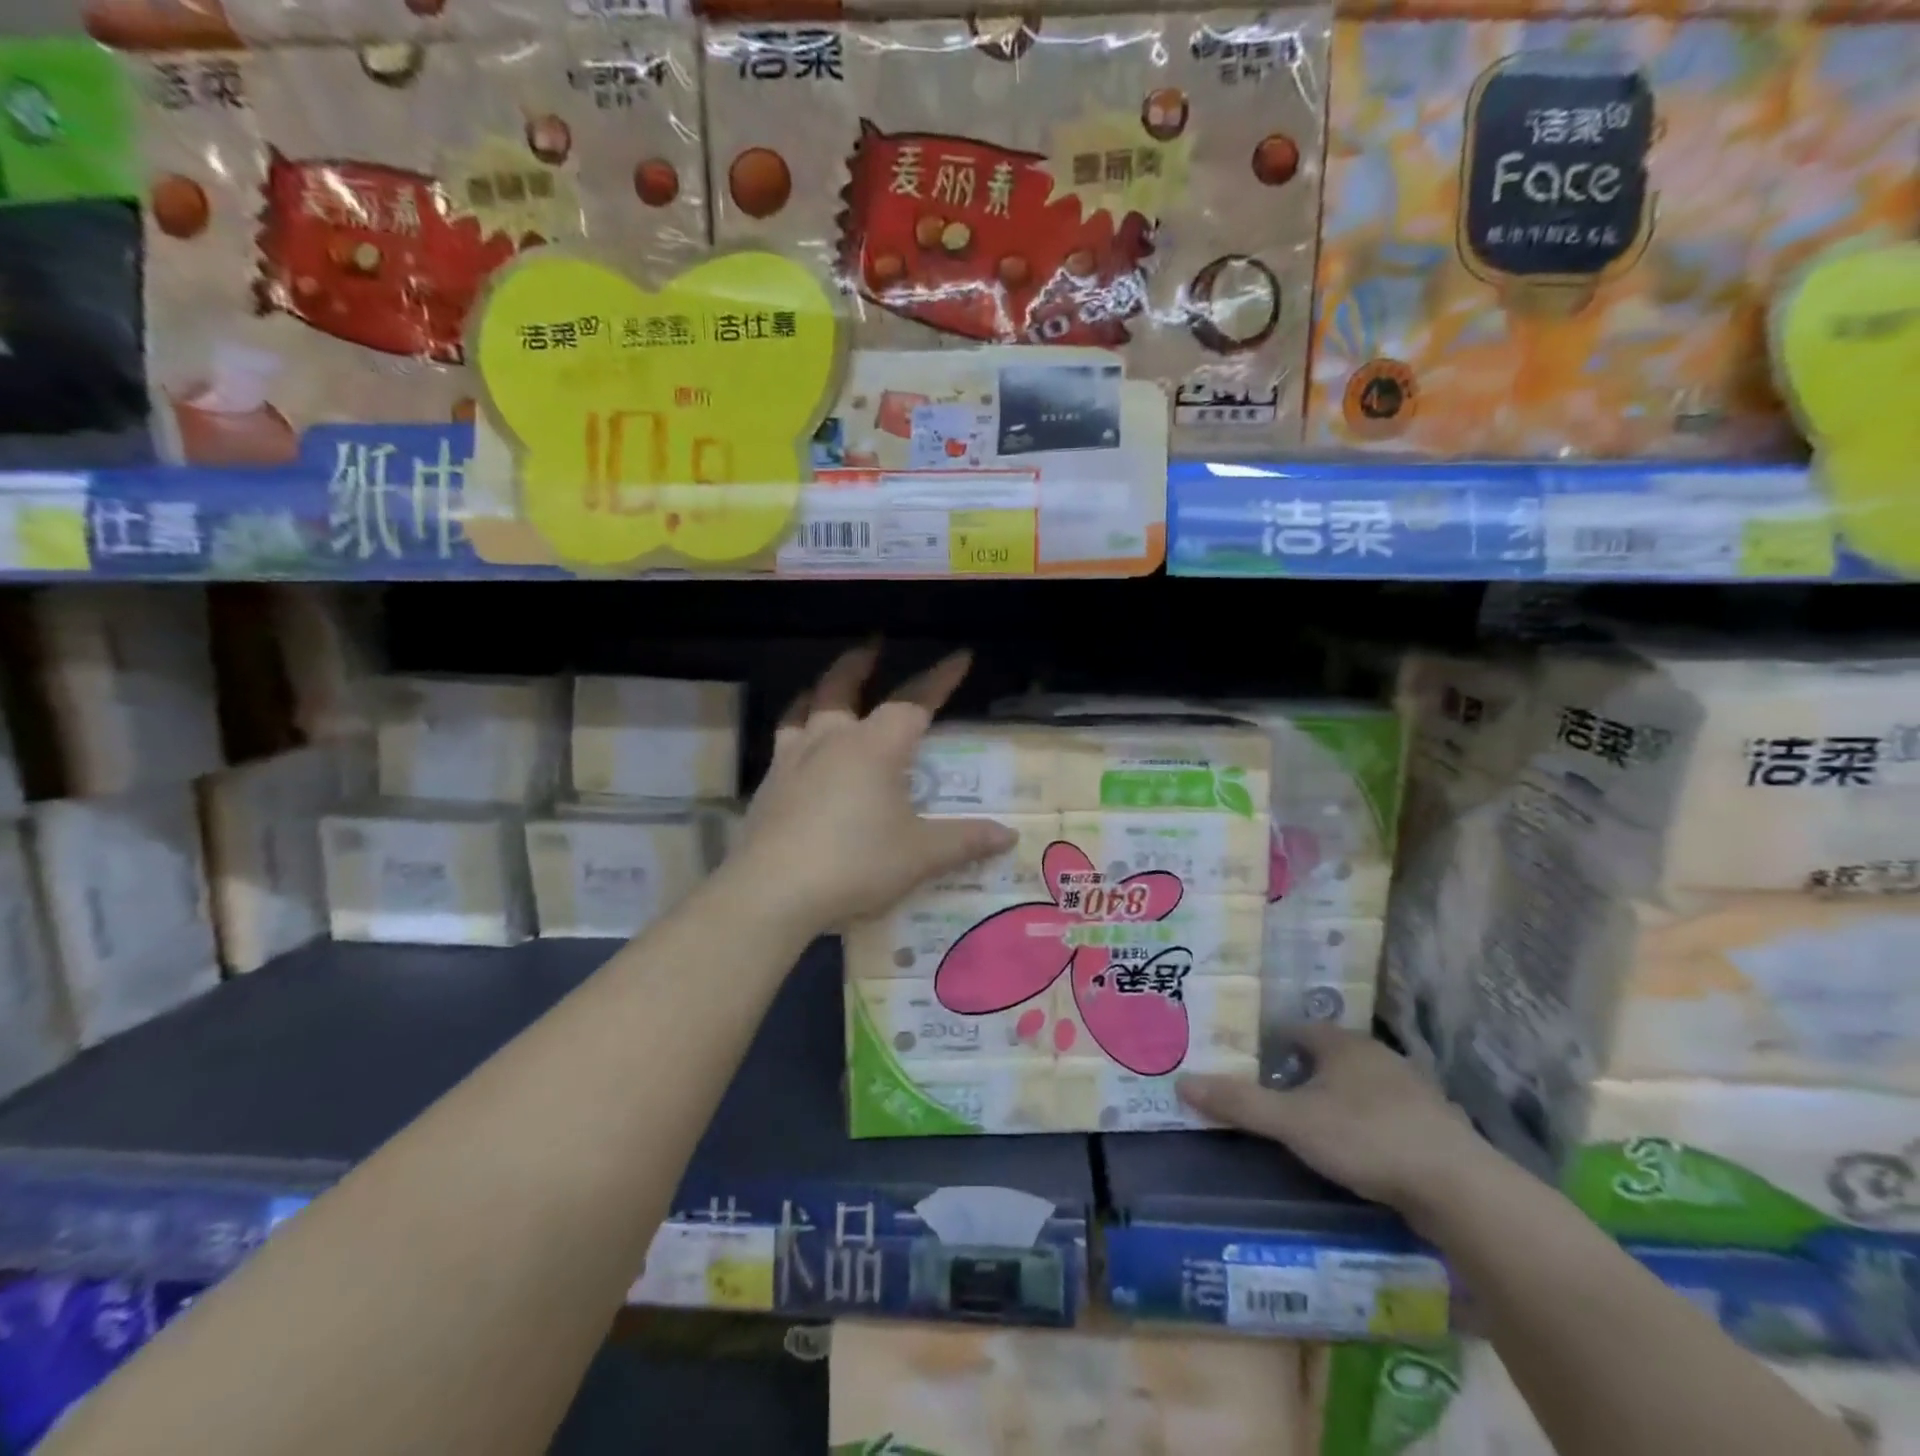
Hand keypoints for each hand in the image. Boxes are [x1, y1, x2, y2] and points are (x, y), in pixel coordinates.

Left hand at [731, 645, 1016, 934]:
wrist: (773, 892)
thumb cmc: (856, 864)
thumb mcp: (920, 856)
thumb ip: (964, 841)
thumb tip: (1008, 837)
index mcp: (875, 747)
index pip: (913, 702)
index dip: (939, 680)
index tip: (960, 657)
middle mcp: (832, 741)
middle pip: (843, 688)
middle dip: (860, 664)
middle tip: (872, 646)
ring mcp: (793, 760)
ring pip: (804, 709)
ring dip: (819, 692)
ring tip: (823, 689)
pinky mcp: (768, 787)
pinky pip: (784, 743)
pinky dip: (796, 731)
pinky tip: (799, 753)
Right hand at [1177, 1024, 1492, 1226]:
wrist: (1461, 1189)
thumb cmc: (1367, 1138)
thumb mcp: (1292, 1122)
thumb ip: (1240, 1103)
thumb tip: (1182, 1082)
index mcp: (1342, 1044)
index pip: (1296, 1030)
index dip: (1269, 1043)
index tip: (1247, 1062)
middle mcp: (1377, 1056)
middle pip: (1328, 1056)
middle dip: (1301, 1073)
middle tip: (1272, 1096)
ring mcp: (1412, 1091)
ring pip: (1360, 1086)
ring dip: (1337, 1099)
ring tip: (1310, 1126)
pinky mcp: (1435, 1128)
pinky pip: (1387, 1115)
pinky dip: (1368, 1126)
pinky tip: (1360, 1152)